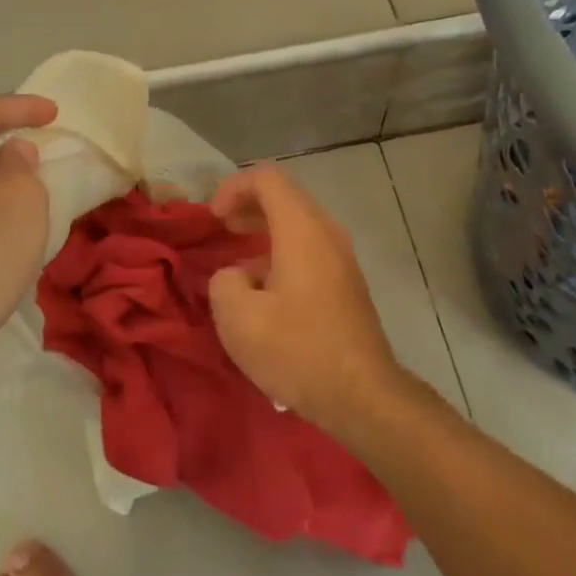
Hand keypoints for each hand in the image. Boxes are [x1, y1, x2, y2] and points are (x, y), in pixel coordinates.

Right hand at [207, 165, 404, 435]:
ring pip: (298, 224)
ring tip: (237, 259)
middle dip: (248, 206)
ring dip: (264, 231)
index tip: (213, 218)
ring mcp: (342, 258)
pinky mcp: (346, 283)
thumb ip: (223, 281)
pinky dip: (281, 251)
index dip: (233, 188)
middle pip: (285, 197)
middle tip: (220, 228)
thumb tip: (236, 275)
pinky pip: (309, 248)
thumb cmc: (298, 350)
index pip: (267, 179)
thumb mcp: (238, 318)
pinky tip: (264, 287)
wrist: (362, 396)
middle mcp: (326, 233)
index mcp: (302, 229)